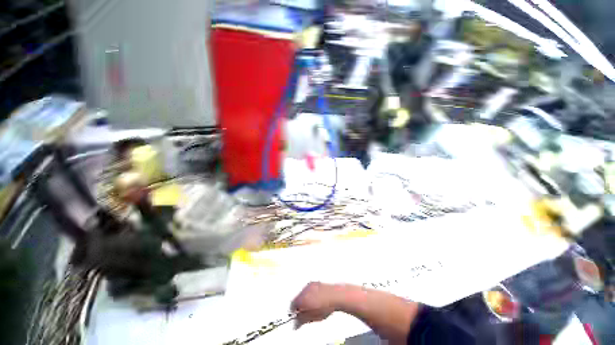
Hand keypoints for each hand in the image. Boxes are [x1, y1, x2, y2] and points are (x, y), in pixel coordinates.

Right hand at [291, 282, 339, 328]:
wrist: (339, 296)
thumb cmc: (327, 306)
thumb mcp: (313, 317)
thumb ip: (301, 320)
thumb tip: (296, 323)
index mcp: (300, 299)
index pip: (292, 307)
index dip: (295, 313)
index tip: (299, 318)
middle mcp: (303, 291)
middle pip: (297, 300)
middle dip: (301, 307)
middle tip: (307, 314)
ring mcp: (310, 286)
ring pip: (303, 296)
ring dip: (306, 301)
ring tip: (315, 308)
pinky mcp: (316, 283)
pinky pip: (310, 291)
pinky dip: (312, 296)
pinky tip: (319, 301)